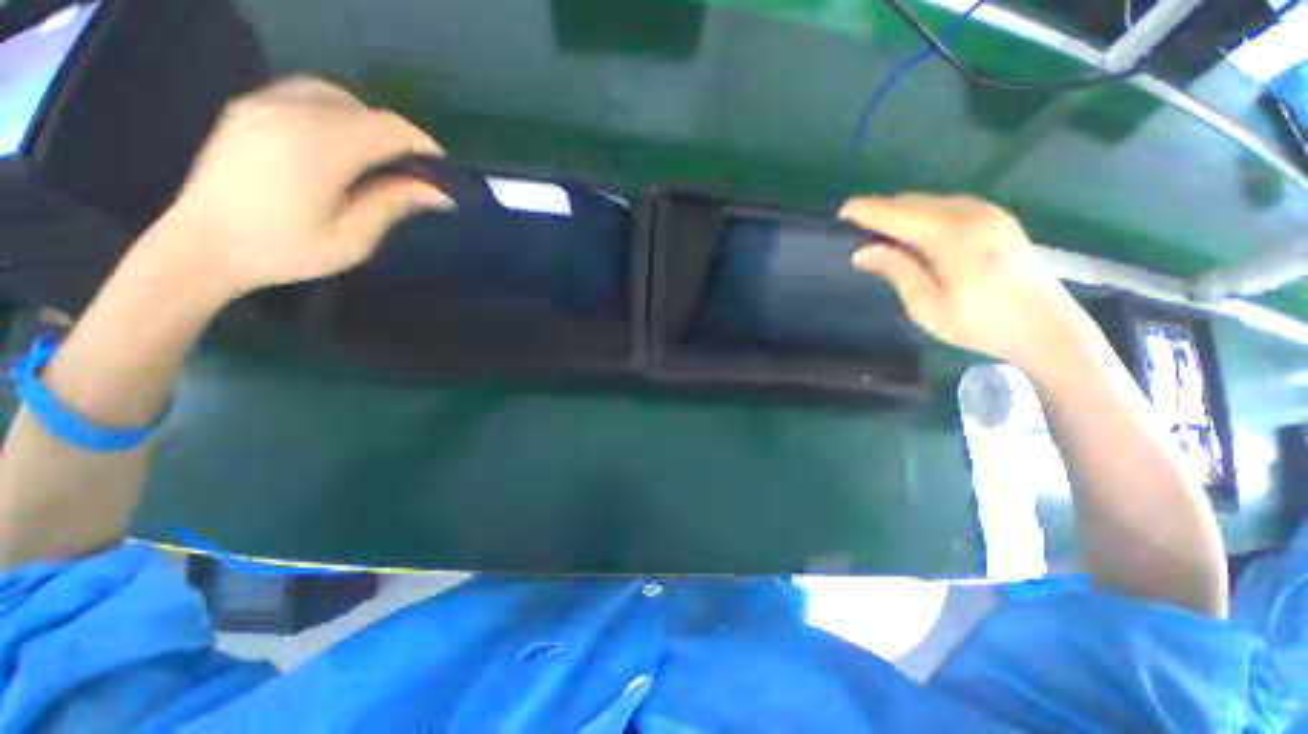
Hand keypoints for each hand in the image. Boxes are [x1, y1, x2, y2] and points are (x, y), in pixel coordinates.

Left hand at [157, 76, 449, 298]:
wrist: (200, 246)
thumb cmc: (279, 252)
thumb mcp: (348, 241)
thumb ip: (392, 205)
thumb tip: (439, 192)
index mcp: (319, 147)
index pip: (390, 129)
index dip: (423, 147)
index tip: (439, 172)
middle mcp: (292, 111)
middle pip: (367, 111)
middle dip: (396, 139)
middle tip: (406, 173)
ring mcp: (265, 102)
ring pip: (338, 95)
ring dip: (365, 121)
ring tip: (370, 154)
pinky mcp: (249, 104)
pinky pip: (304, 91)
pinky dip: (331, 108)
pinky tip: (332, 136)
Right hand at [840, 193, 1089, 372]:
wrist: (1048, 329)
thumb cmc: (982, 324)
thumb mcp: (928, 306)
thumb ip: (897, 271)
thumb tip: (863, 251)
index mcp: (954, 236)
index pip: (899, 214)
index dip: (868, 211)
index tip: (841, 212)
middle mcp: (973, 214)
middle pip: (916, 201)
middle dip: (883, 210)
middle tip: (858, 228)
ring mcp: (990, 214)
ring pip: (933, 201)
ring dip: (904, 212)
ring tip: (882, 232)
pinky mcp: (999, 220)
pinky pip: (951, 206)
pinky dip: (926, 214)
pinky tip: (918, 233)